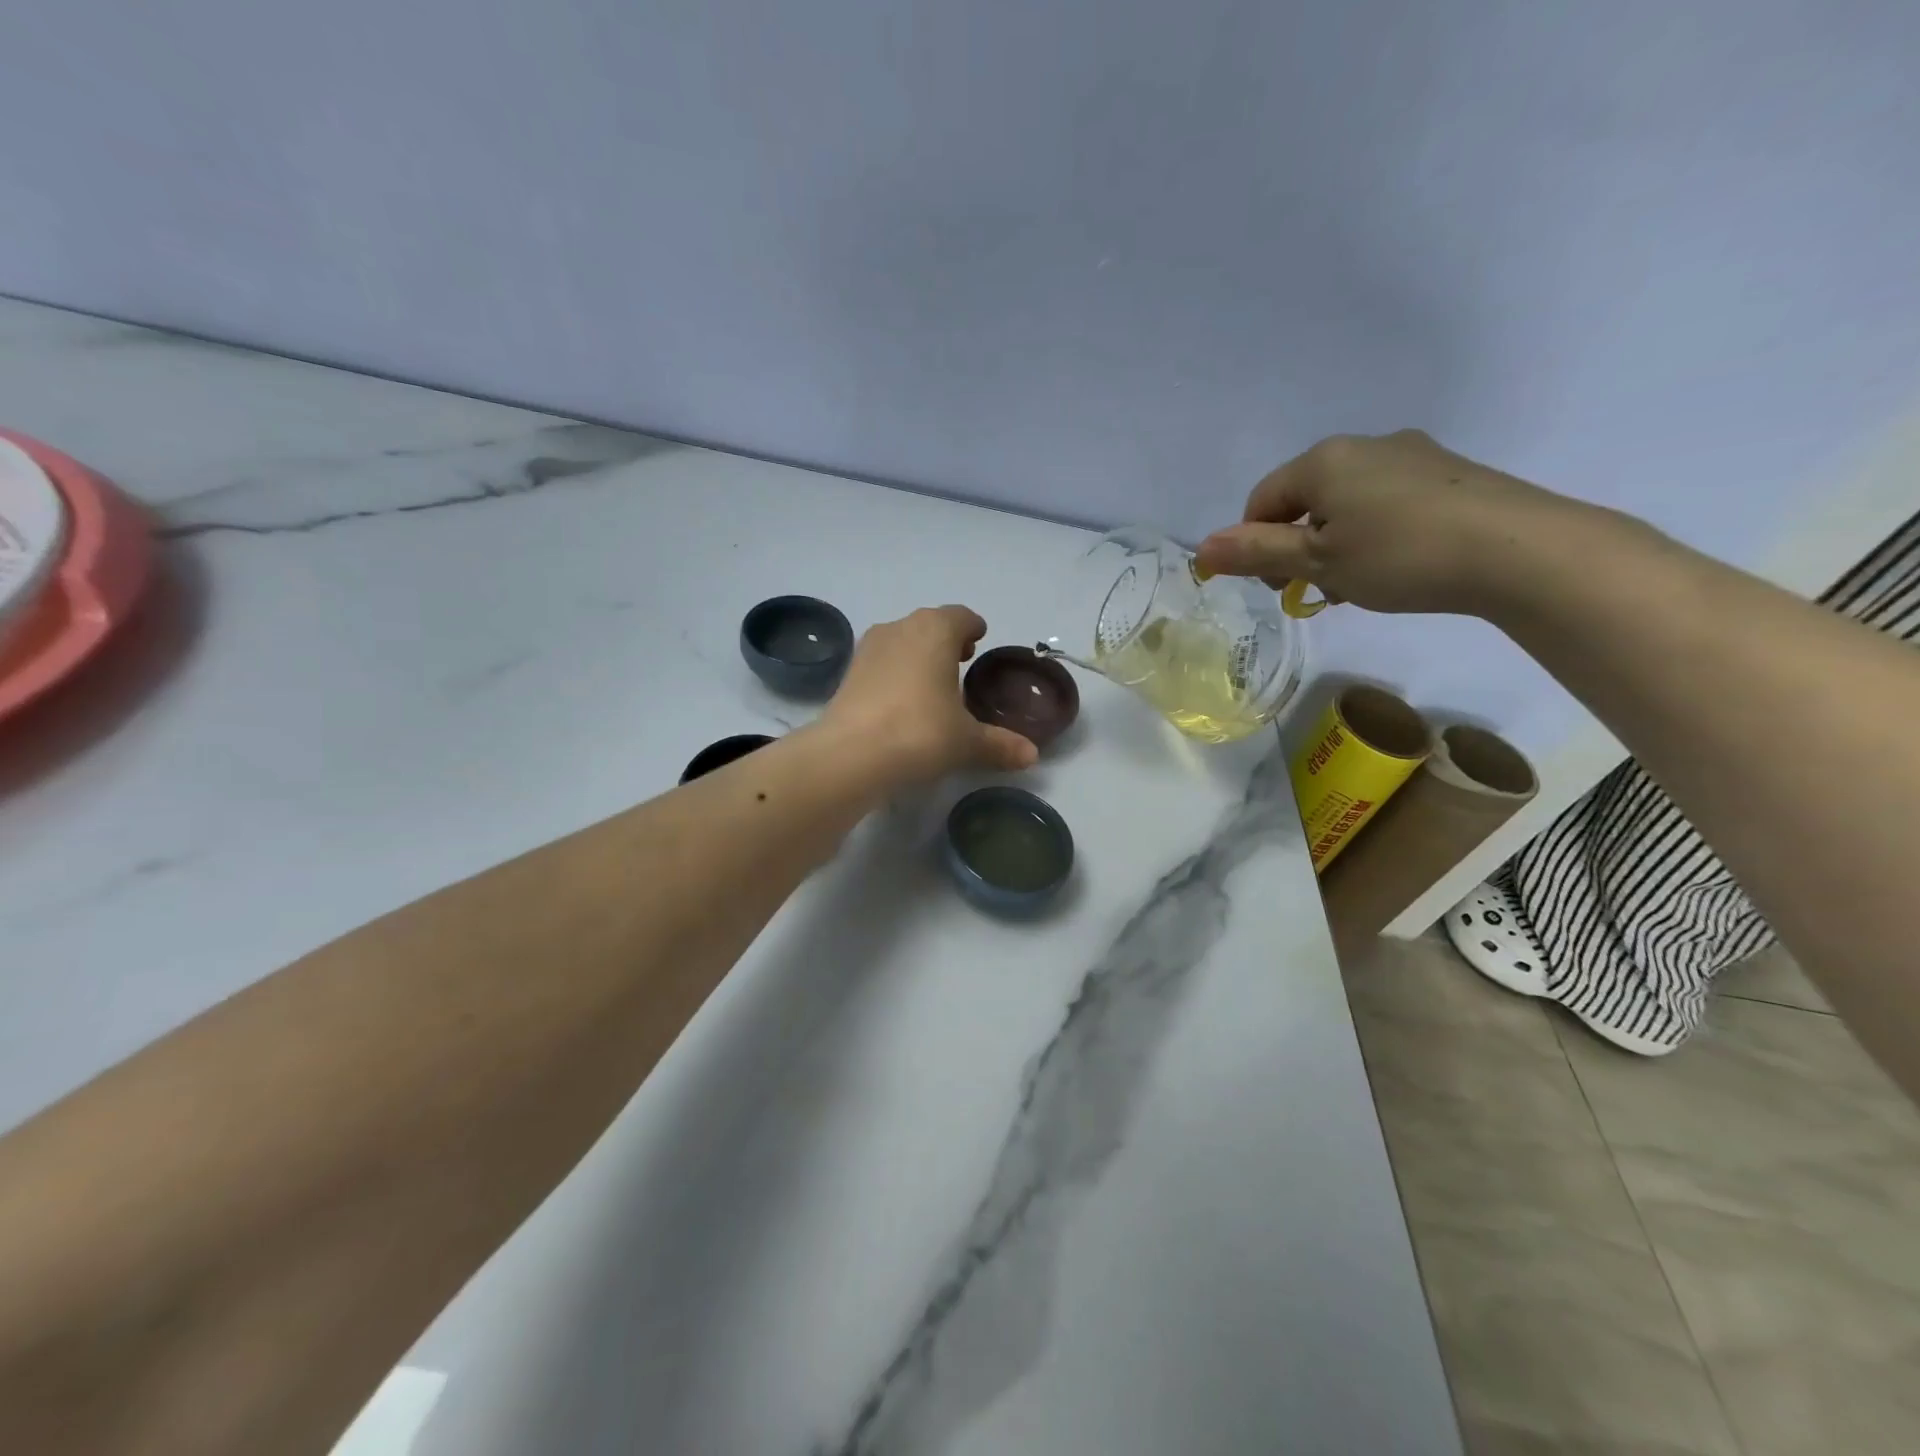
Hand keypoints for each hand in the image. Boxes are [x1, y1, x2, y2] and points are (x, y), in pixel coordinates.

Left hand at [818, 606, 1038, 786]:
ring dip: (918, 654)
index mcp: (935, 631)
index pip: (960, 616)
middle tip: (961, 661)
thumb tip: (1031, 755)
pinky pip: (881, 662)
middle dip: (946, 639)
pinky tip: (902, 701)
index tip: (979, 639)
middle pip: (929, 624)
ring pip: (902, 640)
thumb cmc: (920, 733)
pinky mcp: (848, 672)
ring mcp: (869, 648)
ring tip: (932, 682)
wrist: (850, 755)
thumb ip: (1000, 744)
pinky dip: (895, 672)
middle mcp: (900, 628)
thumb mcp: (967, 742)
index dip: (973, 627)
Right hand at [1192, 430, 1586, 615]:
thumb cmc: (1400, 556)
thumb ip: (1256, 553)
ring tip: (1357, 584)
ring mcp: (1411, 455)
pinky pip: (1386, 502)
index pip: (1262, 501)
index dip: (1254, 546)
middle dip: (1298, 546)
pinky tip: (1395, 566)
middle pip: (1304, 500)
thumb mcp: (1317, 562)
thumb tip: (1200, 549)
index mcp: (1323, 460)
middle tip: (1315, 590)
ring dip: (1335, 544)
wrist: (1520, 551)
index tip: (1275, 586)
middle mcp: (1364, 445)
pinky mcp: (1448, 474)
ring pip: (1346, 503)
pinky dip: (1374, 534)